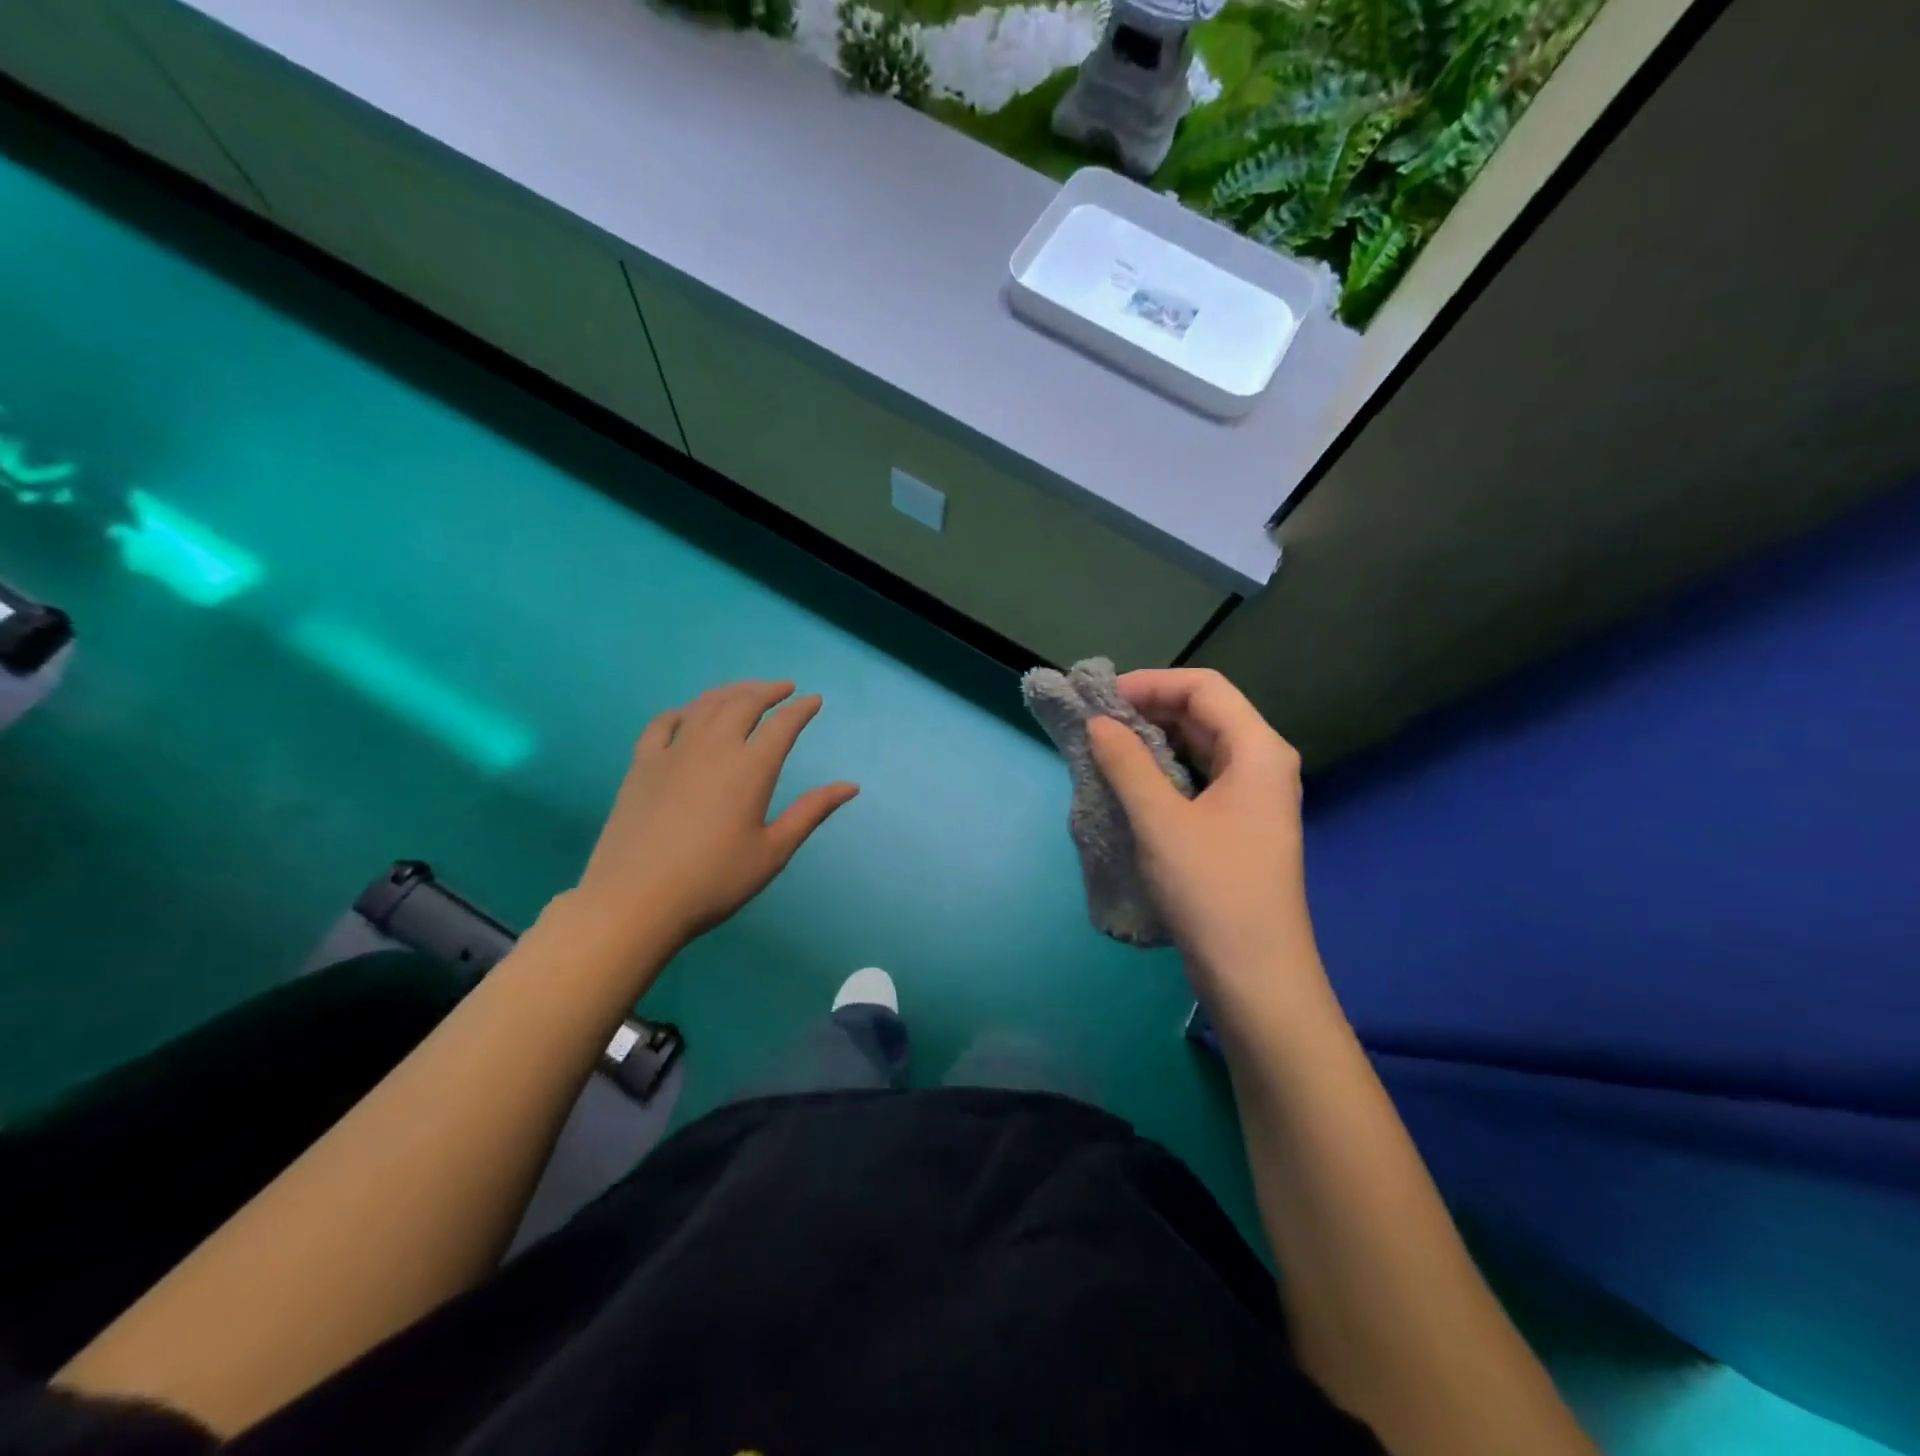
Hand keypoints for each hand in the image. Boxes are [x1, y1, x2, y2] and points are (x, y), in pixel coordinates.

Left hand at [568, 681, 857, 953]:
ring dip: (731, 692)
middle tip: (783, 689)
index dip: (801, 709)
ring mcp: (673, 752)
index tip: (814, 701)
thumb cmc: (714, 880)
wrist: (635, 899)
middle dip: (768, 690)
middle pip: (743, 702)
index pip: (782, 725)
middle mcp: (714, 747)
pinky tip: (689, 715)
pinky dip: (684, 710)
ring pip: (705, 705)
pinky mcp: (642, 764)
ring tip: (745, 692)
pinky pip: (664, 723)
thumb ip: (810, 812)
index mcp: (750, 768)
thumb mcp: (773, 852)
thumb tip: (850, 786)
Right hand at [1087, 669, 1320, 1005]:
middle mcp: (1262, 763)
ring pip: (1201, 746)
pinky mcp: (1239, 825)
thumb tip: (1099, 722)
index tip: (1102, 698)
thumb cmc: (1212, 890)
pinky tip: (1131, 781)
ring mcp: (1253, 796)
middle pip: (1205, 713)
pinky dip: (1164, 770)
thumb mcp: (1161, 821)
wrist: (1255, 974)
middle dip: (1150, 709)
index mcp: (1258, 750)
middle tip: (1096, 721)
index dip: (1151, 683)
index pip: (1204, 688)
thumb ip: (1127, 763)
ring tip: (1106, 746)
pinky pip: (1199, 777)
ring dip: (1154, 740)